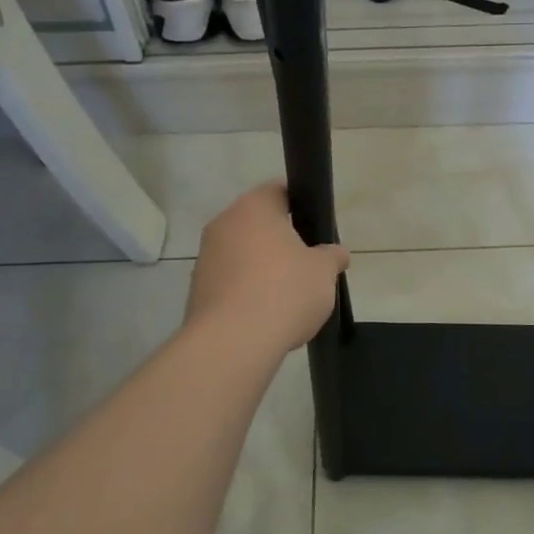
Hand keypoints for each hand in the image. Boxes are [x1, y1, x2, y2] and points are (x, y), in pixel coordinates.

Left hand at [187, 182, 349, 355]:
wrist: (233, 342)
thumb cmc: (284, 291)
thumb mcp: (324, 271)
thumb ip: (332, 256)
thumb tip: (337, 253)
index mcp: (254, 207)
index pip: (279, 191)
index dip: (300, 205)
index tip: (315, 226)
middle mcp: (223, 224)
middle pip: (258, 224)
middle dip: (280, 241)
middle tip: (306, 263)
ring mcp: (206, 257)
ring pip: (242, 253)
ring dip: (261, 267)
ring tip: (287, 296)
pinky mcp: (197, 289)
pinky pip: (229, 281)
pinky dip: (246, 291)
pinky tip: (264, 315)